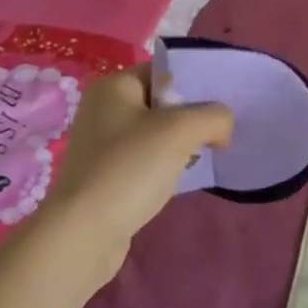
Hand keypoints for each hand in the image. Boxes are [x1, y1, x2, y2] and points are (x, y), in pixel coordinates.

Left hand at [42, 64, 232, 277]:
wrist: (83, 236)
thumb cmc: (130, 168)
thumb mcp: (181, 131)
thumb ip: (214, 117)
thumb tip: (224, 126)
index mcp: (114, 86)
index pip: (164, 71)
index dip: (195, 83)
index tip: (223, 101)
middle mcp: (104, 110)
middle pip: (161, 102)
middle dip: (192, 115)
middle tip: (221, 129)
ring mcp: (102, 146)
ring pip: (155, 133)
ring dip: (182, 142)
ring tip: (210, 152)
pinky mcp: (106, 177)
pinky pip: (145, 160)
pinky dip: (166, 165)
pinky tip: (184, 178)